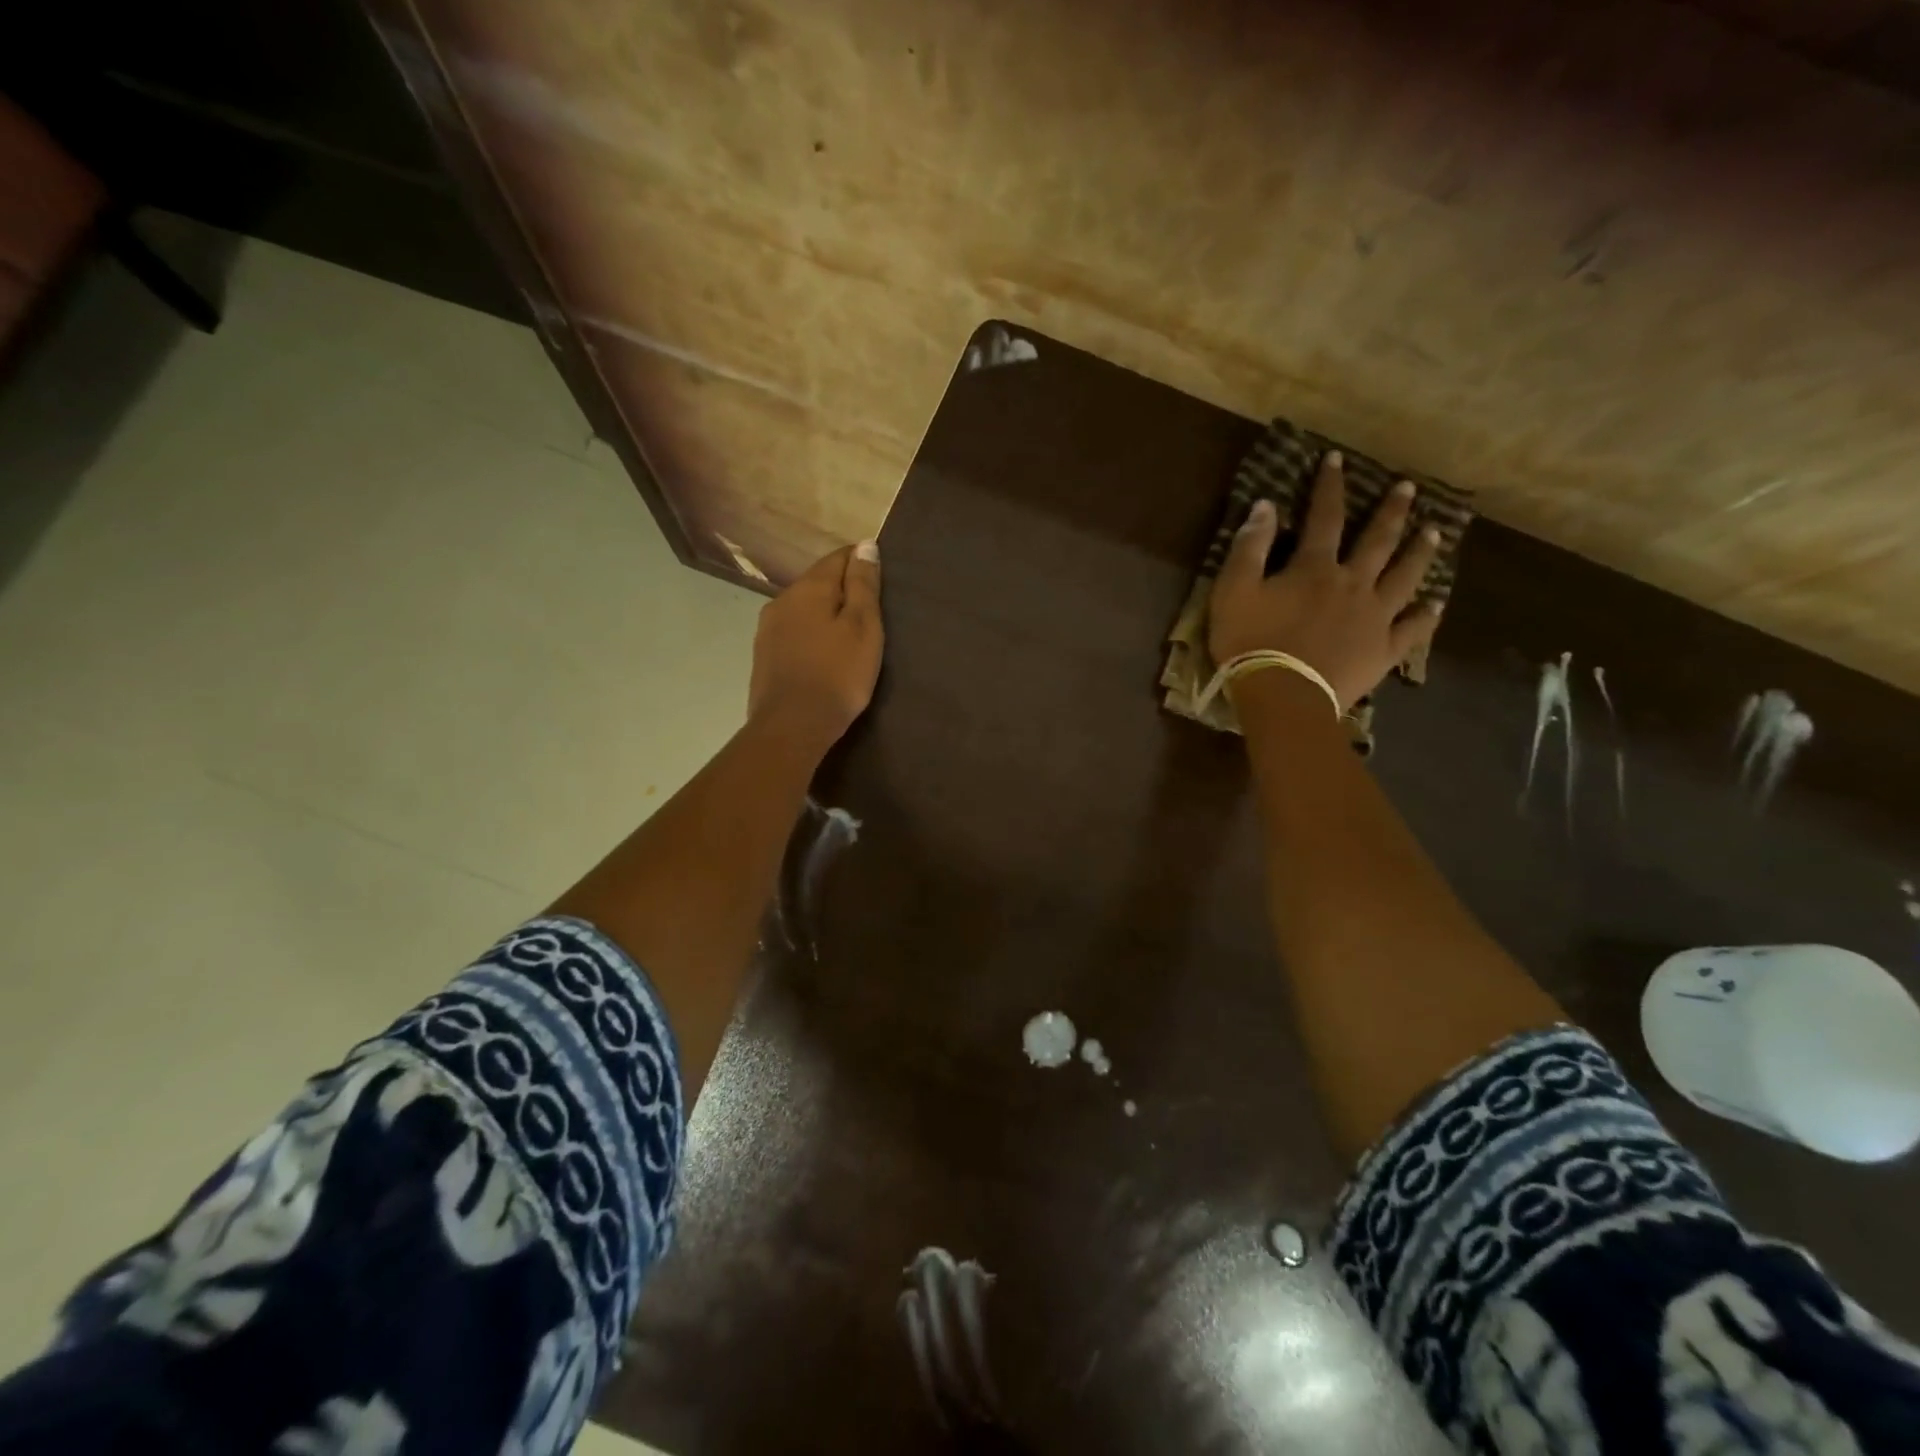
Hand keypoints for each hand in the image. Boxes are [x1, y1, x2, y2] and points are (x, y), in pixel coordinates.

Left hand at [748, 541, 884, 753]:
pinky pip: (793, 632)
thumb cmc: (837, 675)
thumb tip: (865, 545)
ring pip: (803, 608)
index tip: (880, 580)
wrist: (792, 727)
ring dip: (825, 614)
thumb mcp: (863, 627)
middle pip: (817, 582)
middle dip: (842, 589)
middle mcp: (781, 600)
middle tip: (870, 612)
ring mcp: (768, 630)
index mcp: (808, 588)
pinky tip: (824, 654)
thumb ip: (863, 585)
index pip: (838, 558)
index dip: (861, 562)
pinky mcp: (764, 656)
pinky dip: (811, 635)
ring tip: (848, 635)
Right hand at [1207, 451, 1441, 710]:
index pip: (1325, 517)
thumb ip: (1250, 547)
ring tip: (1435, 533)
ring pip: (1405, 577)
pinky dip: (1426, 615)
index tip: (1338, 460)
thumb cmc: (1251, 642)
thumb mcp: (1233, 591)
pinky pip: (1412, 629)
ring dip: (1420, 553)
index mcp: (1315, 568)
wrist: (1282, 695)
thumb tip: (1266, 506)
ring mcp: (1375, 617)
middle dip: (1392, 511)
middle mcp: (1353, 584)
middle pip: (1378, 541)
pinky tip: (1436, 604)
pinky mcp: (1383, 650)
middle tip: (1409, 488)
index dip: (1330, 486)